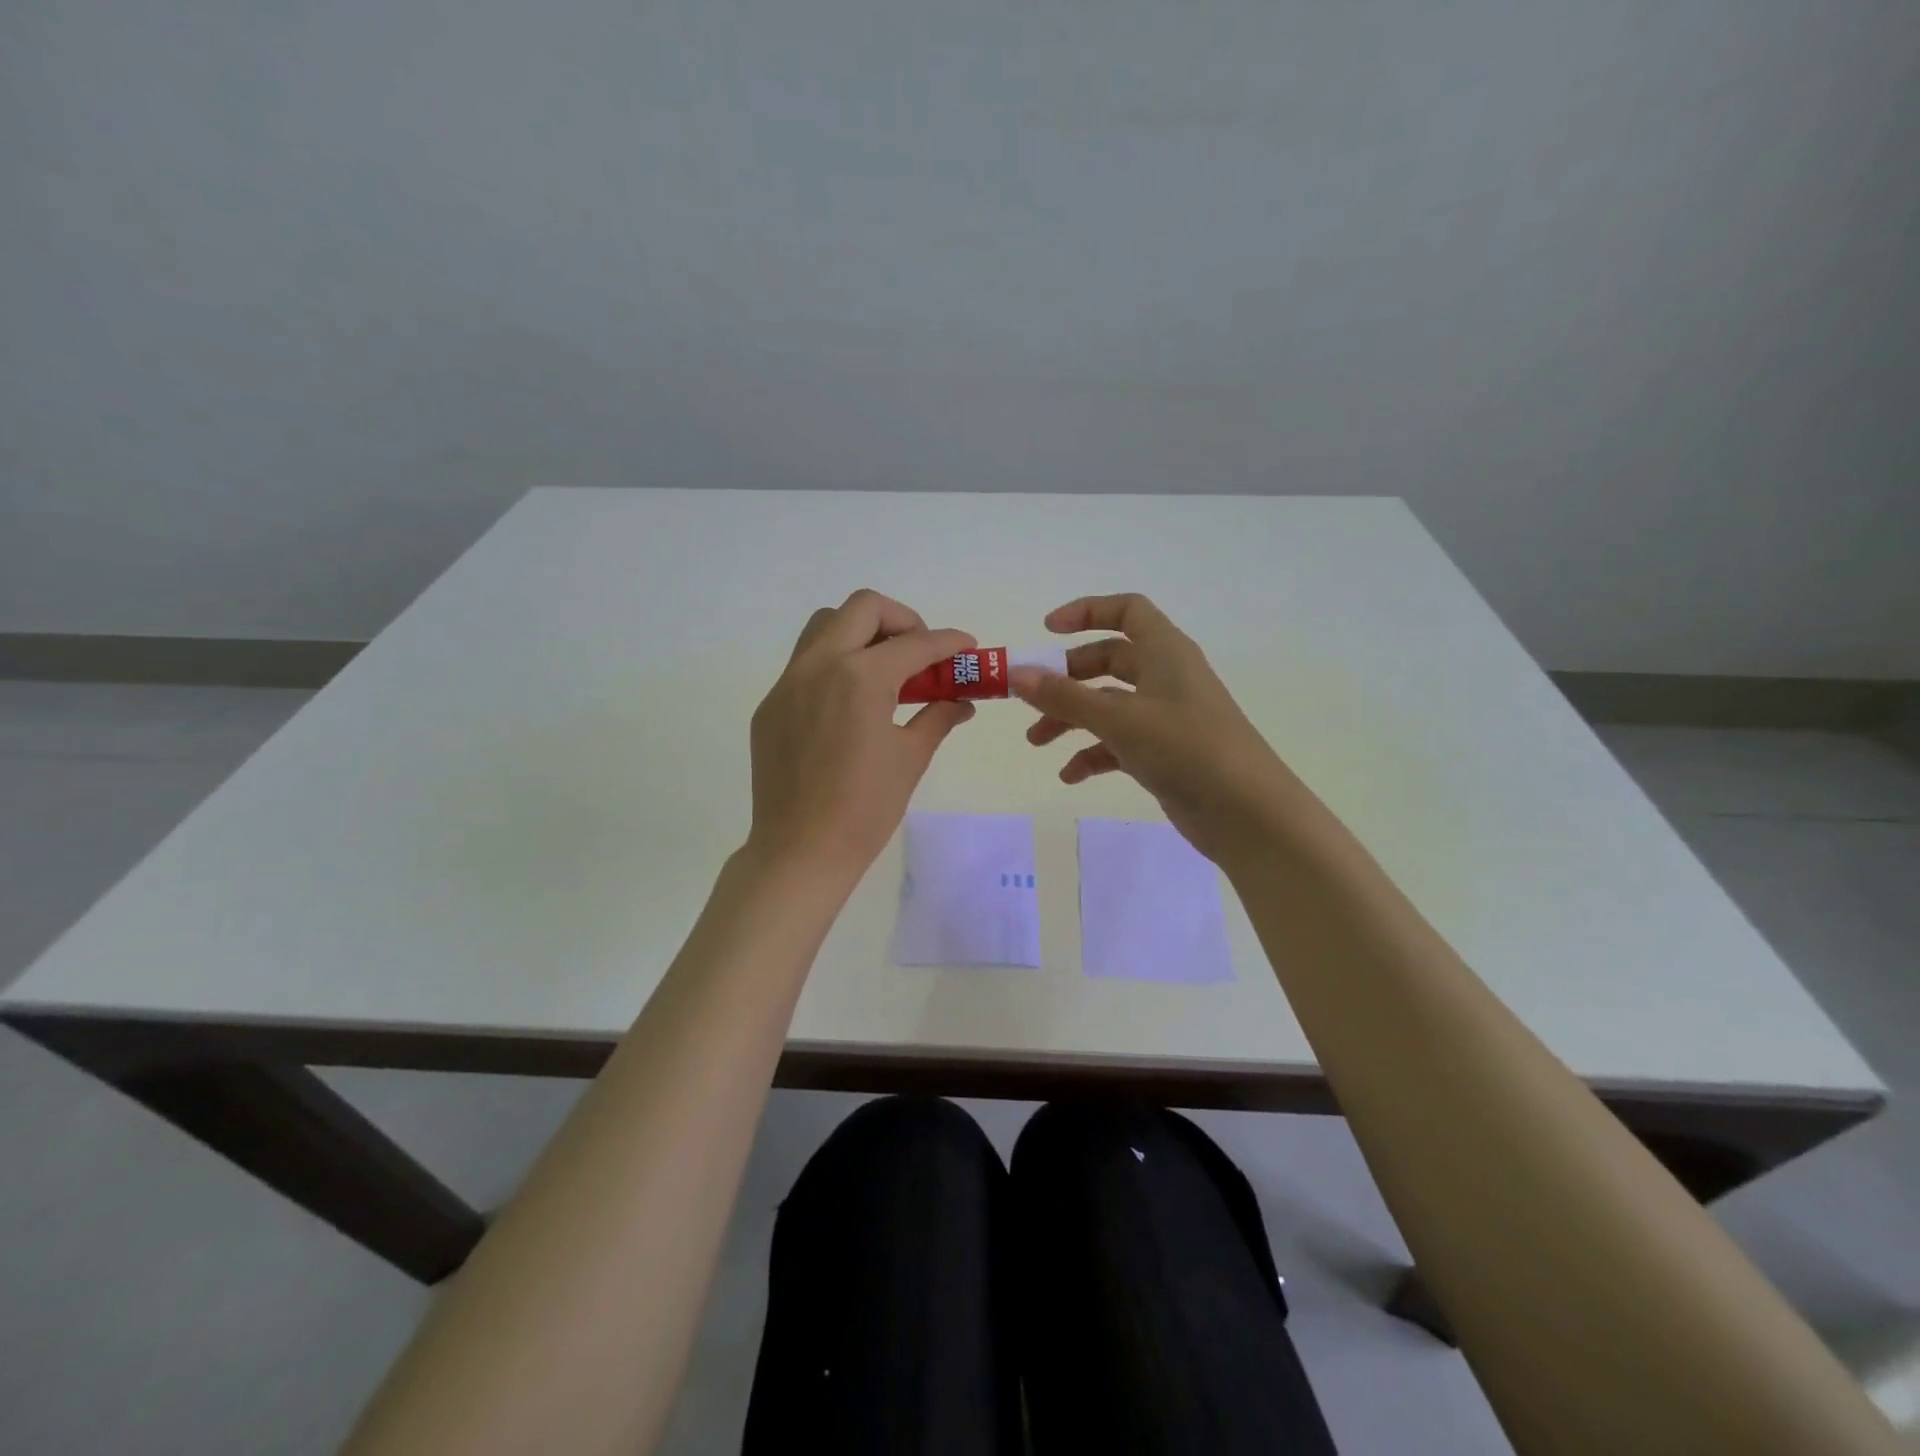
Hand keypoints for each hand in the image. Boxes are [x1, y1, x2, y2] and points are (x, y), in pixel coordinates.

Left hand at [747, 590, 975, 884]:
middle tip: (920, 653)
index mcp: (861, 678)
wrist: (800, 850)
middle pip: (863, 608)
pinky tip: (849, 703)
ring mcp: (788, 683)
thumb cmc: (865, 809)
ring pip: (825, 626)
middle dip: (902, 620)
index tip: (967, 647)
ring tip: (884, 669)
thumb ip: (937, 717)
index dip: (949, 642)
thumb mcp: (910, 759)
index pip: (915, 644)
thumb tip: (962, 702)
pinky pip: (805, 663)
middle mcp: (820, 665)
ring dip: (861, 632)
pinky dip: (834, 664)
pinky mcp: (771, 705)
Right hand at [1010, 593, 1298, 863]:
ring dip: (1070, 718)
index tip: (1046, 631)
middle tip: (1031, 698)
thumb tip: (1015, 674)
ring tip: (1037, 742)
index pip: (1126, 611)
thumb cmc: (1186, 748)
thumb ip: (1064, 697)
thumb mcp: (1120, 719)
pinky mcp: (1163, 752)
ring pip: (1107, 704)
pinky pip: (1118, 742)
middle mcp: (1165, 677)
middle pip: (1107, 660)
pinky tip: (1070, 776)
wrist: (1246, 813)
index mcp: (1165, 652)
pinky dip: (1092, 753)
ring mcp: (1165, 716)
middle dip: (1066, 678)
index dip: (1086, 612)